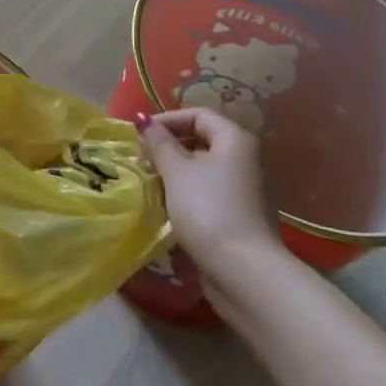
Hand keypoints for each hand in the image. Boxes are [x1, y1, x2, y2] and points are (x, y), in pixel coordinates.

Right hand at [138, 107, 286, 275]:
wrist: (244, 270)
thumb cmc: (208, 209)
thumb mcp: (176, 171)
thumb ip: (158, 143)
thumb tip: (143, 119)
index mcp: (235, 140)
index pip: (198, 115)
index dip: (167, 119)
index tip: (141, 134)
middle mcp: (245, 159)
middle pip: (202, 140)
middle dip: (169, 146)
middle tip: (142, 158)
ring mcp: (244, 189)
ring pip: (204, 168)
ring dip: (175, 171)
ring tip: (150, 181)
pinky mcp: (239, 214)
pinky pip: (209, 191)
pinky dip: (187, 192)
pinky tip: (168, 204)